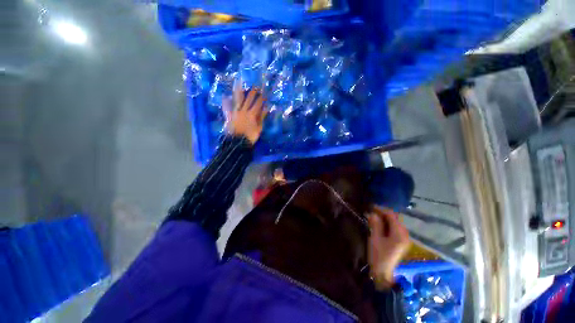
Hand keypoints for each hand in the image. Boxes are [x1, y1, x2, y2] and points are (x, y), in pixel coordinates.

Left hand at [223, 83, 266, 144]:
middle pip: (248, 99)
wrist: (238, 142)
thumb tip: (266, 108)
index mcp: (252, 114)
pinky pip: (227, 107)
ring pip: (238, 100)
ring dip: (239, 91)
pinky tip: (225, 96)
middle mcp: (243, 110)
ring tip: (239, 83)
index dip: (261, 98)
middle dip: (252, 92)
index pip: (258, 103)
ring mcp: (235, 112)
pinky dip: (226, 102)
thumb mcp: (259, 128)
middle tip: (255, 86)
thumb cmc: (250, 136)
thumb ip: (262, 117)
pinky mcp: (230, 115)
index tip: (264, 92)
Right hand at [367, 206, 409, 290]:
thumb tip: (373, 213)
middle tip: (371, 211)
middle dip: (383, 213)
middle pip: (395, 218)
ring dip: (384, 218)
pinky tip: (379, 224)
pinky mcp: (401, 241)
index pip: (391, 215)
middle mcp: (405, 234)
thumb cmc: (378, 256)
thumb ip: (375, 224)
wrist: (383, 273)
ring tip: (373, 216)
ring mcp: (404, 238)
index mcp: (399, 234)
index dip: (381, 209)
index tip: (370, 206)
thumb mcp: (375, 238)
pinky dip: (387, 224)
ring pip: (395, 222)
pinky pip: (395, 228)